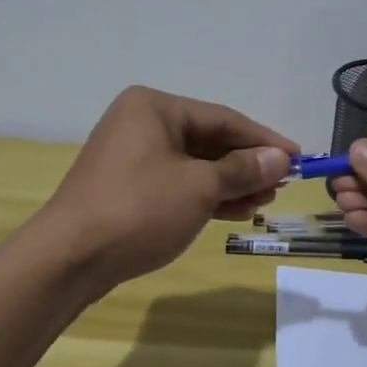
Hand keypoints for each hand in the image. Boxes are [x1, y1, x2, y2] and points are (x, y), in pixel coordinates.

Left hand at [41, 86, 295, 289]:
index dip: (263, 139)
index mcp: (154, 107)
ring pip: (194, 164)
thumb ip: (242, 169)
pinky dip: (205, 195)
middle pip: (208, 140)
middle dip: (246, 164)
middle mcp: (141, 123)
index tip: (298, 156)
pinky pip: (176, 183)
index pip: (222, 118)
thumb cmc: (139, 209)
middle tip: (282, 183)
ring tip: (264, 200)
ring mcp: (131, 156)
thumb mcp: (199, 187)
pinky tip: (235, 210)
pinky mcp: (127, 187)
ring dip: (230, 182)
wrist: (69, 259)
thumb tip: (280, 157)